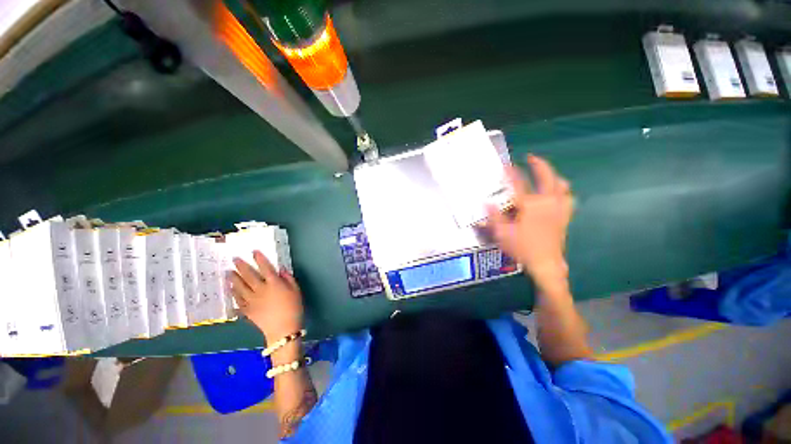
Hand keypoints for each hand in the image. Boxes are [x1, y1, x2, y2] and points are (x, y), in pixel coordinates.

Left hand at [228, 251, 303, 342]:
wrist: (283, 330)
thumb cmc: (294, 308)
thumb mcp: (296, 290)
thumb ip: (288, 279)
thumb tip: (280, 270)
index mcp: (274, 284)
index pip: (265, 268)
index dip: (259, 259)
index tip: (254, 252)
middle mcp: (261, 290)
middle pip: (249, 275)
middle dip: (241, 266)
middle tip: (234, 259)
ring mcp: (252, 300)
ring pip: (240, 287)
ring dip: (233, 279)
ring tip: (228, 272)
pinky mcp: (247, 310)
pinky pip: (238, 300)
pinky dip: (233, 294)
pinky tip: (230, 290)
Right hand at [487, 155, 573, 292]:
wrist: (545, 263)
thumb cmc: (522, 248)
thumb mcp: (502, 233)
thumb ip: (494, 216)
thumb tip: (486, 202)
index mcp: (530, 205)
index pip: (519, 184)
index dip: (511, 173)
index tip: (505, 164)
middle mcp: (547, 202)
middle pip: (547, 177)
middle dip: (539, 165)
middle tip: (531, 157)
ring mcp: (559, 208)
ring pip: (561, 185)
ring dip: (553, 175)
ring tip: (546, 172)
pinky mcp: (565, 216)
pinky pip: (568, 198)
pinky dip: (563, 191)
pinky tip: (558, 191)